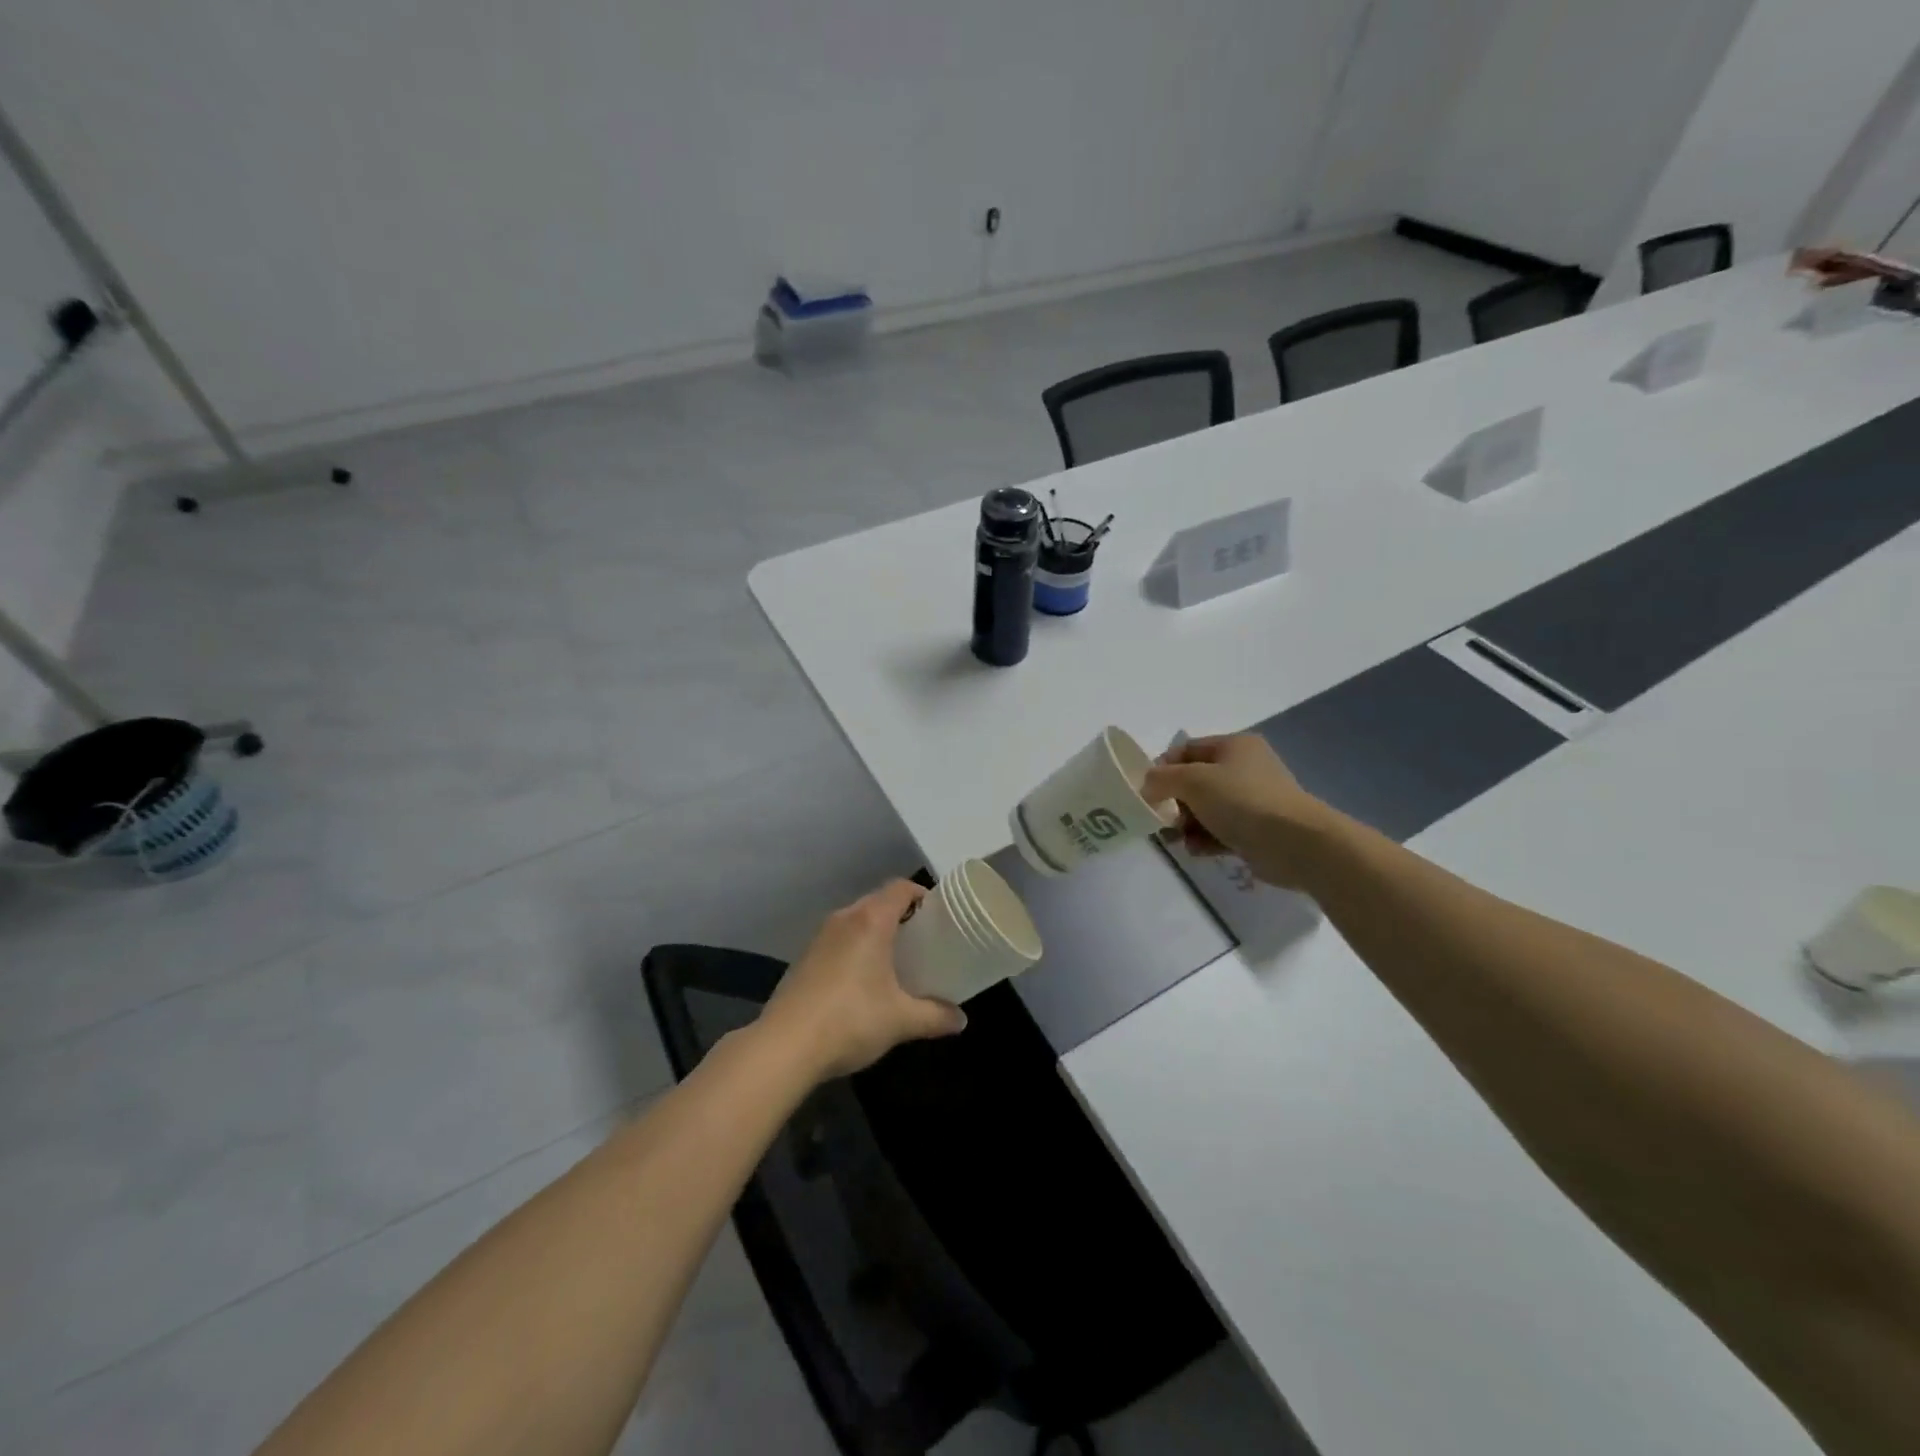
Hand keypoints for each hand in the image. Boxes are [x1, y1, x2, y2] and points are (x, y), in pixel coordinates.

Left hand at [761, 880, 967, 1080]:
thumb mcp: (901, 1020)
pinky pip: (838, 940)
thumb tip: (961, 1020)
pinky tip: (863, 981)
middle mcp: (844, 919)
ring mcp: (819, 937)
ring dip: (876, 933)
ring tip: (896, 960)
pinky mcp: (803, 958)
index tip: (939, 916)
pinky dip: (855, 949)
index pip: (901, 888)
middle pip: (878, 901)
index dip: (922, 895)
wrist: (784, 1046)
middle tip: (924, 941)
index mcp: (871, 921)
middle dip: (902, 916)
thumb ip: (935, 1016)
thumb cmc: (850, 1020)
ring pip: (856, 921)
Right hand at [1143, 734, 1341, 890]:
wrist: (1295, 843)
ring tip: (1179, 840)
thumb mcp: (1193, 781)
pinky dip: (1207, 839)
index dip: (1163, 768)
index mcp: (1234, 746)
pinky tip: (1199, 851)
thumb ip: (1162, 779)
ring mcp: (1253, 800)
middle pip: (1195, 782)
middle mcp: (1245, 768)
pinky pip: (1222, 830)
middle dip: (1175, 802)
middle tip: (1162, 820)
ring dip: (1188, 824)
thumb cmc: (1242, 801)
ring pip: (1206, 809)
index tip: (1148, 792)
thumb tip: (1148, 785)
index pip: (1186, 749)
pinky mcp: (1257, 830)